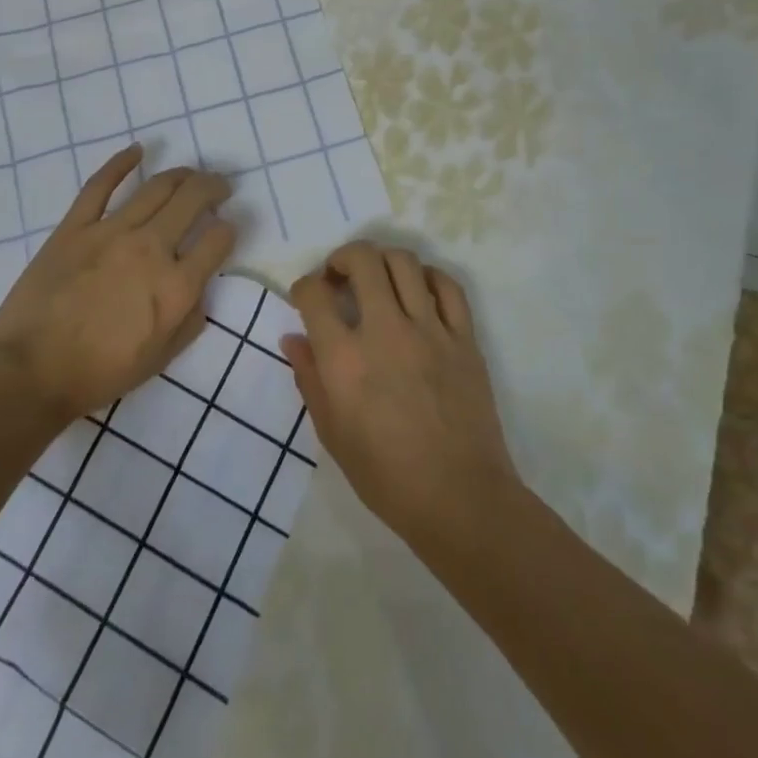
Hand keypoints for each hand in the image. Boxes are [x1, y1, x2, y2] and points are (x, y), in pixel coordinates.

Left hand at [0, 144, 235, 424]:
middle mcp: (151, 249)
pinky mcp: (75, 226)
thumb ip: (190, 320)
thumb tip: (199, 288)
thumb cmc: (99, 374)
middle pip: (193, 200)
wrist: (31, 373)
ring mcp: (111, 232)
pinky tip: (138, 150)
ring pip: (156, 187)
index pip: (219, 239)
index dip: (229, 230)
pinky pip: (100, 185)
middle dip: (214, 187)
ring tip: (190, 174)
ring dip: (181, 175)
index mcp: (176, 287)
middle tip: (220, 186)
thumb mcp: (161, 359)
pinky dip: (121, 163)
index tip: (225, 229)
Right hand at [283, 241, 519, 549]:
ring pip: (404, 262)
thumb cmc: (386, 476)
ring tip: (377, 279)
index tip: (306, 299)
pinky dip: (428, 277)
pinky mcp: (464, 338)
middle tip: (339, 277)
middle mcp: (385, 331)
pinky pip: (447, 286)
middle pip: (362, 259)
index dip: (303, 287)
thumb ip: (309, 378)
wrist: (460, 499)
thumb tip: (293, 338)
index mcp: (345, 359)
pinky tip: (418, 291)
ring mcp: (429, 330)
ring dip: (382, 261)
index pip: (314, 294)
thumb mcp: (332, 433)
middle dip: (342, 258)